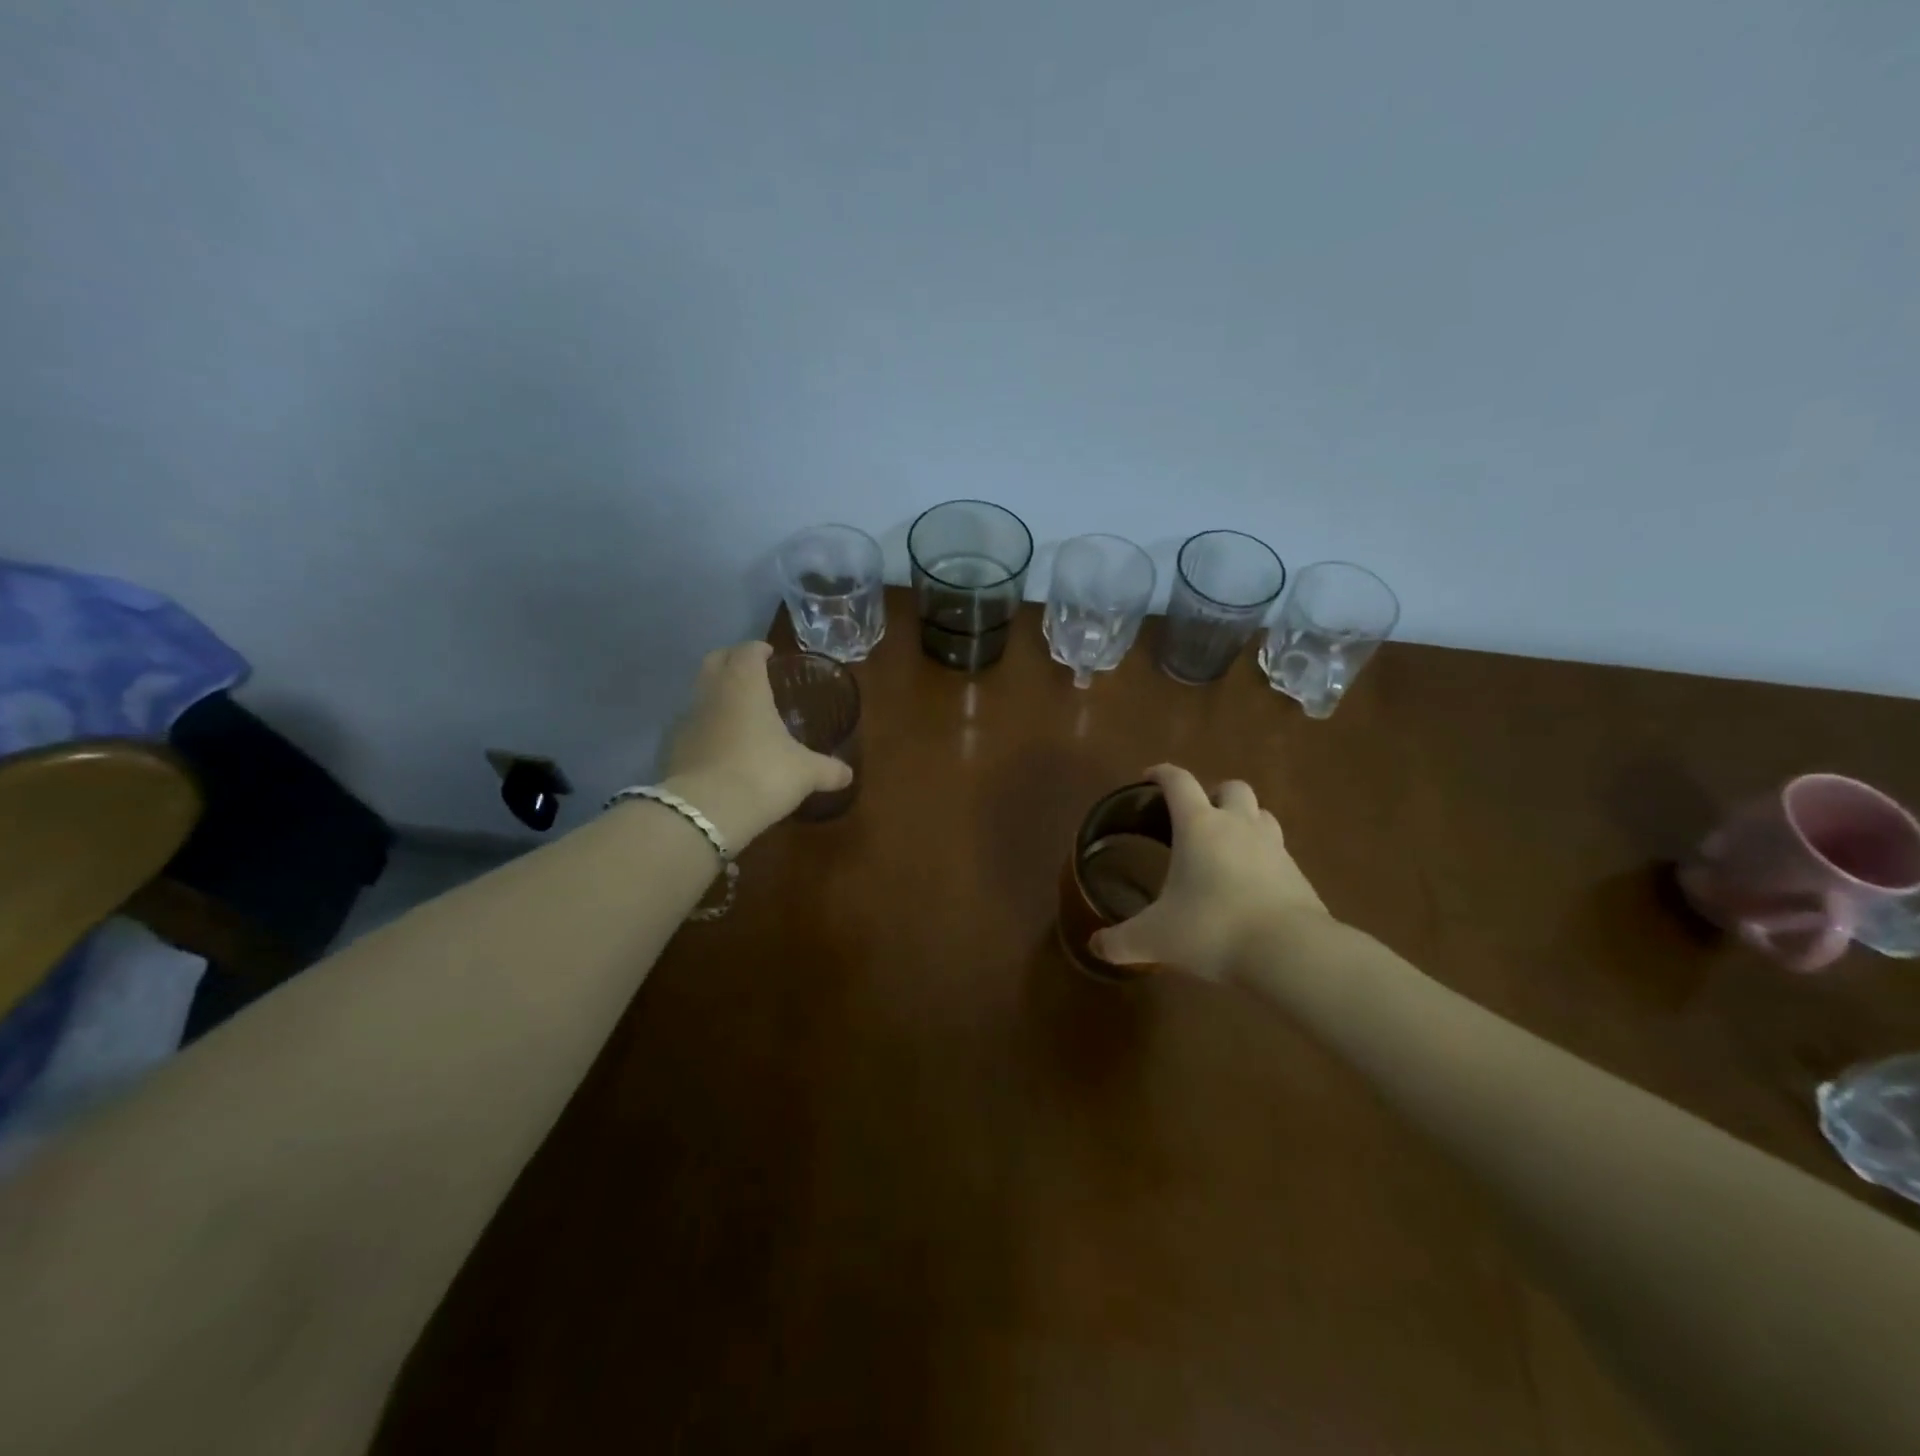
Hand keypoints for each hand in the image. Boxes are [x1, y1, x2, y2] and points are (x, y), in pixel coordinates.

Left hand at [659, 642, 852, 846]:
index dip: (758, 650)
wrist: (706, 811)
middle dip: (732, 661)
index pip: (747, 651)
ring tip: (739, 712)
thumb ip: (828, 769)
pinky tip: (722, 745)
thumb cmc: (763, 774)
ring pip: (700, 692)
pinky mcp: (673, 747)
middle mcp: (712, 693)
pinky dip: (706, 726)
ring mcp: (688, 719)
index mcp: (745, 685)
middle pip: (715, 660)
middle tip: (752, 673)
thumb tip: (848, 774)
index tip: (770, 655)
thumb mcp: (805, 773)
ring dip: (717, 694)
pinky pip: (692, 725)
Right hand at [1089, 763, 1331, 982]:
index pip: (1178, 782)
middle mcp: (1238, 825)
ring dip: (1244, 820)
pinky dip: (1264, 857)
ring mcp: (1274, 847)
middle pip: (1231, 787)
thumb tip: (1095, 946)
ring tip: (1228, 845)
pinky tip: (1252, 884)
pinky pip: (1279, 852)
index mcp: (1199, 826)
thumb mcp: (1155, 939)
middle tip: (1197, 818)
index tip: (1149, 777)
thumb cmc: (1212, 929)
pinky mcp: (1299, 874)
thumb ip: (1120, 941)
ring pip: (1261, 814)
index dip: (1162, 774)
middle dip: (1213, 794)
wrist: (1290, 952)